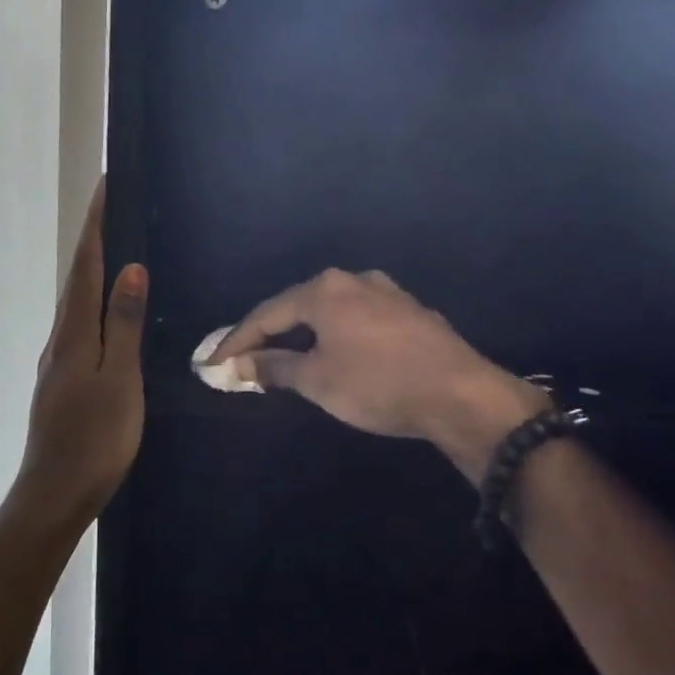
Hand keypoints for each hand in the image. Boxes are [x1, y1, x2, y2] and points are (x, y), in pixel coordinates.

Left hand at [17, 181, 147, 520]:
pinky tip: (107, 312)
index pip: (86, 265)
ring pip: (77, 302)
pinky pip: (80, 325)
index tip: (105, 187)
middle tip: (115, 209)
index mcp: (74, 332)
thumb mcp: (120, 379)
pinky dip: (93, 302)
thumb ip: (124, 323)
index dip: (96, 225)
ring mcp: (58, 360)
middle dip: (93, 239)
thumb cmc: (95, 438)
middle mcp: (60, 338)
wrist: (55, 494)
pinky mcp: (62, 380)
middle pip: (77, 278)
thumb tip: (131, 267)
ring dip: (92, 269)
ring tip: (115, 248)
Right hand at [209, 270, 548, 482]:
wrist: (461, 395)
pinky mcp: (411, 311)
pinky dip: (338, 336)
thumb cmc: (378, 384)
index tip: (213, 363)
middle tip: (246, 360)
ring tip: (289, 359)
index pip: (266, 314)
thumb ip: (275, 367)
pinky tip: (338, 355)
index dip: (236, 341)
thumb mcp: (318, 380)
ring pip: (331, 311)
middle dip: (270, 335)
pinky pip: (359, 320)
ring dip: (305, 335)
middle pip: (298, 306)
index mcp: (324, 289)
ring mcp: (387, 292)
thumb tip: (242, 364)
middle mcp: (353, 279)